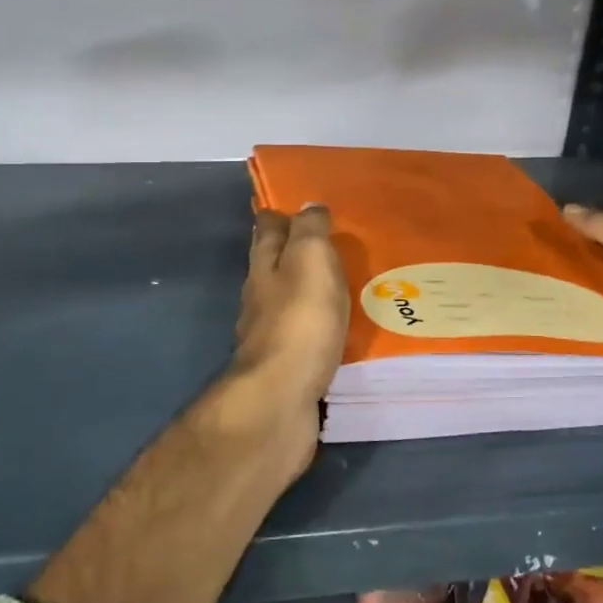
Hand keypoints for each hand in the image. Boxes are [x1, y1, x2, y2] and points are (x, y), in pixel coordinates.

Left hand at [231, 206, 350, 409]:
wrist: (280, 397)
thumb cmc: (299, 321)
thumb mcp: (310, 261)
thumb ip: (309, 232)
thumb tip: (307, 206)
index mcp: (263, 265)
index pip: (267, 228)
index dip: (280, 213)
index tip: (300, 204)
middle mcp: (259, 294)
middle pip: (273, 263)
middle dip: (295, 250)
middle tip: (331, 241)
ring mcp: (269, 331)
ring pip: (288, 298)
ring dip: (308, 288)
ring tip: (342, 281)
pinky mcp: (284, 363)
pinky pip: (304, 332)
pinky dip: (317, 323)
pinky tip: (337, 326)